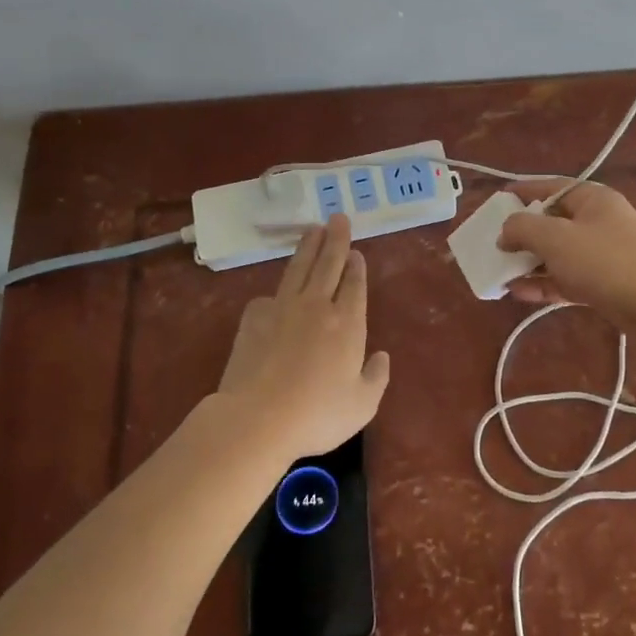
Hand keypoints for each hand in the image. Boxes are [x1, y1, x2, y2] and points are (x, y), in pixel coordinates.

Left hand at [213, 213, 390, 462]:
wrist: (258, 418)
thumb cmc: (317, 414)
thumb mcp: (362, 405)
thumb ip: (376, 378)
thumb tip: (381, 357)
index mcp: (347, 323)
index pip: (354, 285)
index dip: (356, 267)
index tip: (356, 252)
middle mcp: (317, 307)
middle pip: (328, 264)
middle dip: (336, 240)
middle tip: (338, 218)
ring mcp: (282, 309)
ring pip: (299, 269)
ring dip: (307, 247)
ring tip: (313, 229)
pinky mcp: (253, 319)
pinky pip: (269, 297)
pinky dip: (276, 291)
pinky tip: (275, 294)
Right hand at [498, 180, 635, 332]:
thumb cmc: (605, 261)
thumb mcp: (556, 238)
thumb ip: (523, 228)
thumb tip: (505, 231)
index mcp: (592, 199)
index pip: (550, 187)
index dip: (521, 192)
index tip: (495, 202)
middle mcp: (598, 221)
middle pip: (552, 222)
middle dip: (521, 235)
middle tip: (493, 245)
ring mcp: (603, 254)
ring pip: (558, 253)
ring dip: (529, 262)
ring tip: (498, 273)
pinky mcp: (604, 283)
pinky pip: (567, 278)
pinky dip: (544, 282)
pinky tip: (518, 292)